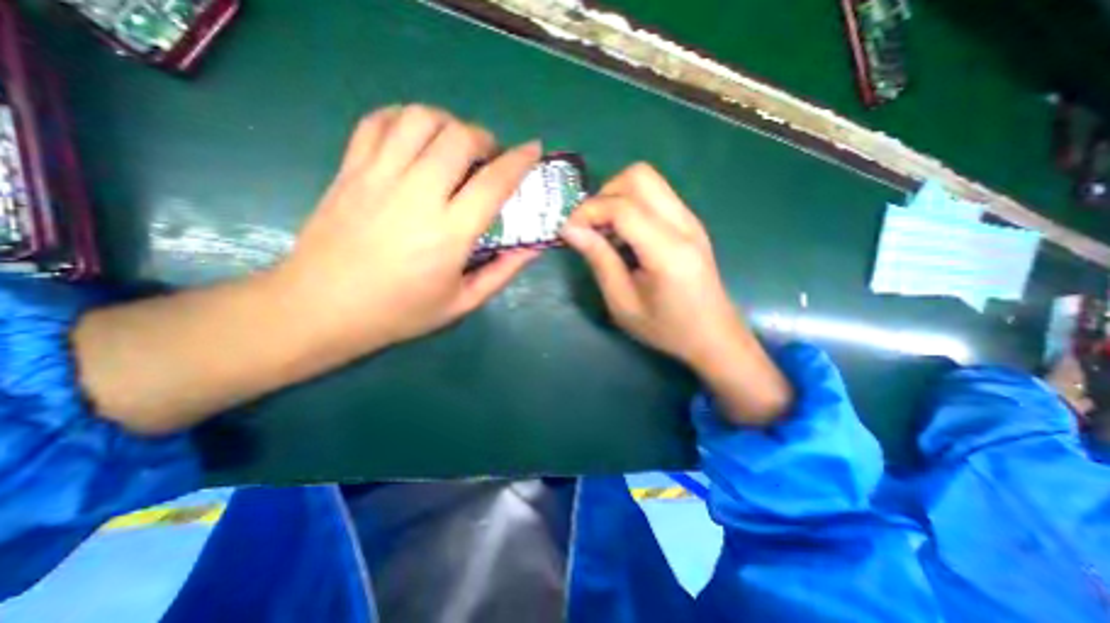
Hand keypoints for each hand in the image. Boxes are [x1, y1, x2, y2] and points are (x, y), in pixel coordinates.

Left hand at [273, 106, 542, 361]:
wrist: (322, 308)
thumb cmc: (400, 311)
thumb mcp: (462, 303)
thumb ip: (502, 272)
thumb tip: (533, 247)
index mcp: (449, 233)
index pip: (494, 183)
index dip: (520, 161)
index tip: (533, 149)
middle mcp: (416, 195)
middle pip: (459, 137)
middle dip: (485, 138)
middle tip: (489, 157)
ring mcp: (378, 177)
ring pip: (419, 119)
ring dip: (448, 123)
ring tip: (454, 145)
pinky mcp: (350, 170)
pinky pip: (378, 121)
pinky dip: (404, 119)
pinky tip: (415, 138)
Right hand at [565, 162, 734, 368]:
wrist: (713, 335)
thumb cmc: (666, 328)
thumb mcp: (623, 303)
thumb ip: (599, 261)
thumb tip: (571, 229)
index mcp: (668, 251)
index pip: (623, 207)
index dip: (588, 211)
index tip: (569, 231)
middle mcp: (684, 224)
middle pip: (639, 176)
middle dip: (604, 195)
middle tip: (591, 227)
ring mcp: (690, 219)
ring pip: (648, 180)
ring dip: (617, 198)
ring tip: (606, 233)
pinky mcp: (689, 222)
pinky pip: (655, 196)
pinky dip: (631, 206)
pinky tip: (625, 237)